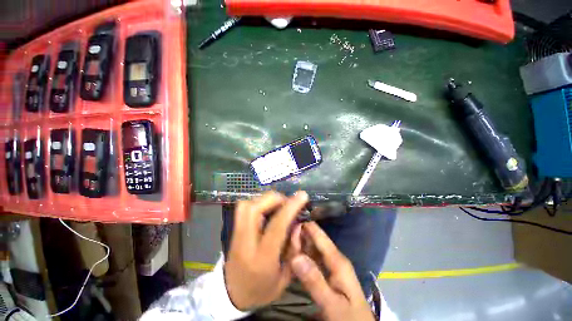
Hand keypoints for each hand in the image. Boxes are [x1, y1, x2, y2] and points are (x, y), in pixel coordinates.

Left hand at [224, 191, 308, 310]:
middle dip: (275, 199)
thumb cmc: (261, 290)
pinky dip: (257, 202)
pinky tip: (267, 209)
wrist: (232, 295)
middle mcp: (245, 243)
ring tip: (278, 204)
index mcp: (262, 259)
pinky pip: (243, 207)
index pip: (276, 226)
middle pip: (255, 209)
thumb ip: (294, 249)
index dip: (290, 208)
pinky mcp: (233, 229)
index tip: (302, 196)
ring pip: (247, 205)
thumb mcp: (284, 277)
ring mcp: (236, 234)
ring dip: (265, 199)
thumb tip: (298, 223)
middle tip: (287, 201)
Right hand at [290, 222, 374, 320]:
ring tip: (286, 237)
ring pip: (314, 249)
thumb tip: (295, 257)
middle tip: (284, 229)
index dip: (307, 226)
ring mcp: (332, 266)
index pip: (320, 237)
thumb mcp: (332, 304)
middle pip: (316, 241)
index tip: (292, 217)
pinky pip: (313, 258)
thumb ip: (315, 281)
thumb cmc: (348, 318)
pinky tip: (293, 253)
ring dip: (301, 243)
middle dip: (301, 234)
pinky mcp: (328, 273)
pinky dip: (303, 254)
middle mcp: (335, 259)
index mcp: (338, 261)